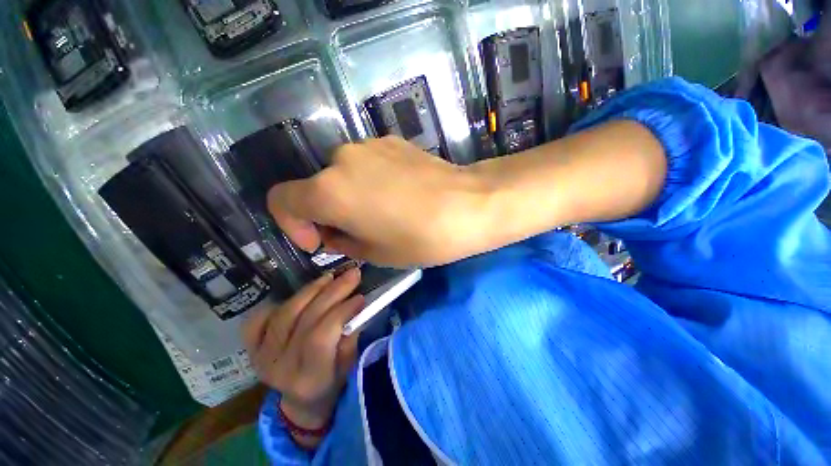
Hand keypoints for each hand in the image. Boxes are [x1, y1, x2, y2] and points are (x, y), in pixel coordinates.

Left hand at [242, 269, 364, 446]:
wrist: (302, 402)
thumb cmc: (333, 384)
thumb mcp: (349, 369)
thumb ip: (350, 339)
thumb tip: (354, 307)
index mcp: (308, 378)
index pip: (320, 336)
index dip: (341, 311)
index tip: (360, 297)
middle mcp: (279, 368)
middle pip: (305, 319)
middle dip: (333, 291)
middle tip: (352, 274)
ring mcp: (261, 357)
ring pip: (284, 313)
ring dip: (311, 290)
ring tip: (330, 277)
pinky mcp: (251, 350)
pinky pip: (258, 320)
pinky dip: (277, 303)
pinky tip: (299, 295)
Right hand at [267, 136, 489, 267]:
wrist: (468, 205)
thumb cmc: (420, 238)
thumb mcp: (375, 253)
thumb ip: (343, 241)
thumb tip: (334, 232)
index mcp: (329, 191)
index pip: (281, 201)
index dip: (292, 225)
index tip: (319, 241)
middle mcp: (341, 159)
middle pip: (318, 188)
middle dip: (329, 213)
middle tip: (358, 232)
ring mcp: (369, 145)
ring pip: (344, 175)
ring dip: (351, 196)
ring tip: (383, 214)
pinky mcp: (392, 141)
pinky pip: (369, 164)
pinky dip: (371, 181)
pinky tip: (399, 195)